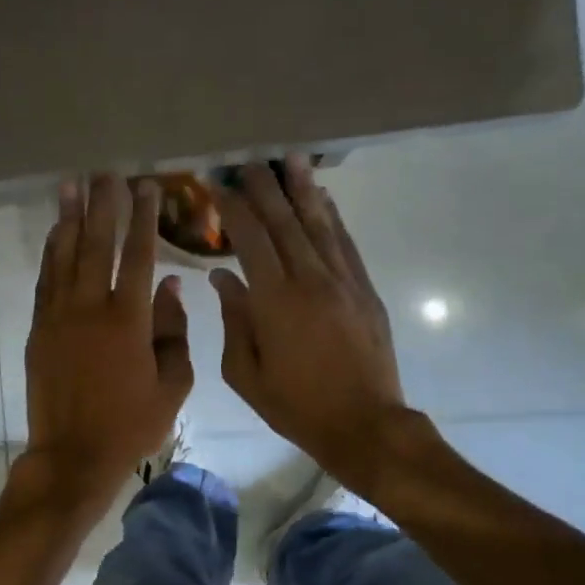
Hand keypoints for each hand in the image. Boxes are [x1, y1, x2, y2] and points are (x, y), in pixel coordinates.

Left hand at [23, 174, 193, 500]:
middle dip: (103, 205)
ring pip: (64, 256)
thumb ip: (174, 332)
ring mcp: (59, 316)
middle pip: (97, 244)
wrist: (73, 454)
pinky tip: (55, 233)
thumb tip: (172, 286)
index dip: (142, 218)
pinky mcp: (39, 329)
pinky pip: (45, 281)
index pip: (138, 255)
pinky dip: (50, 253)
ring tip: (71, 186)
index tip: (146, 187)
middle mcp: (91, 308)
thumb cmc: (131, 425)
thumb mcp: (172, 385)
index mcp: (129, 320)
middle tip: (105, 173)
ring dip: (68, 218)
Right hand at [210, 155, 418, 493]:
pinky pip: (346, 244)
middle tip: (250, 162)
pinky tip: (323, 199)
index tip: (219, 186)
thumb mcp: (245, 373)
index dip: (234, 209)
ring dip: (304, 190)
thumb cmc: (295, 406)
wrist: (365, 425)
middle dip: (266, 189)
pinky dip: (333, 218)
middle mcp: (310, 280)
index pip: (251, 240)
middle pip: (286, 222)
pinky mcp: (365, 291)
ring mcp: (343, 282)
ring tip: (291, 160)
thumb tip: (223, 276)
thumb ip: (234, 320)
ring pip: (320, 225)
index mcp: (275, 301)